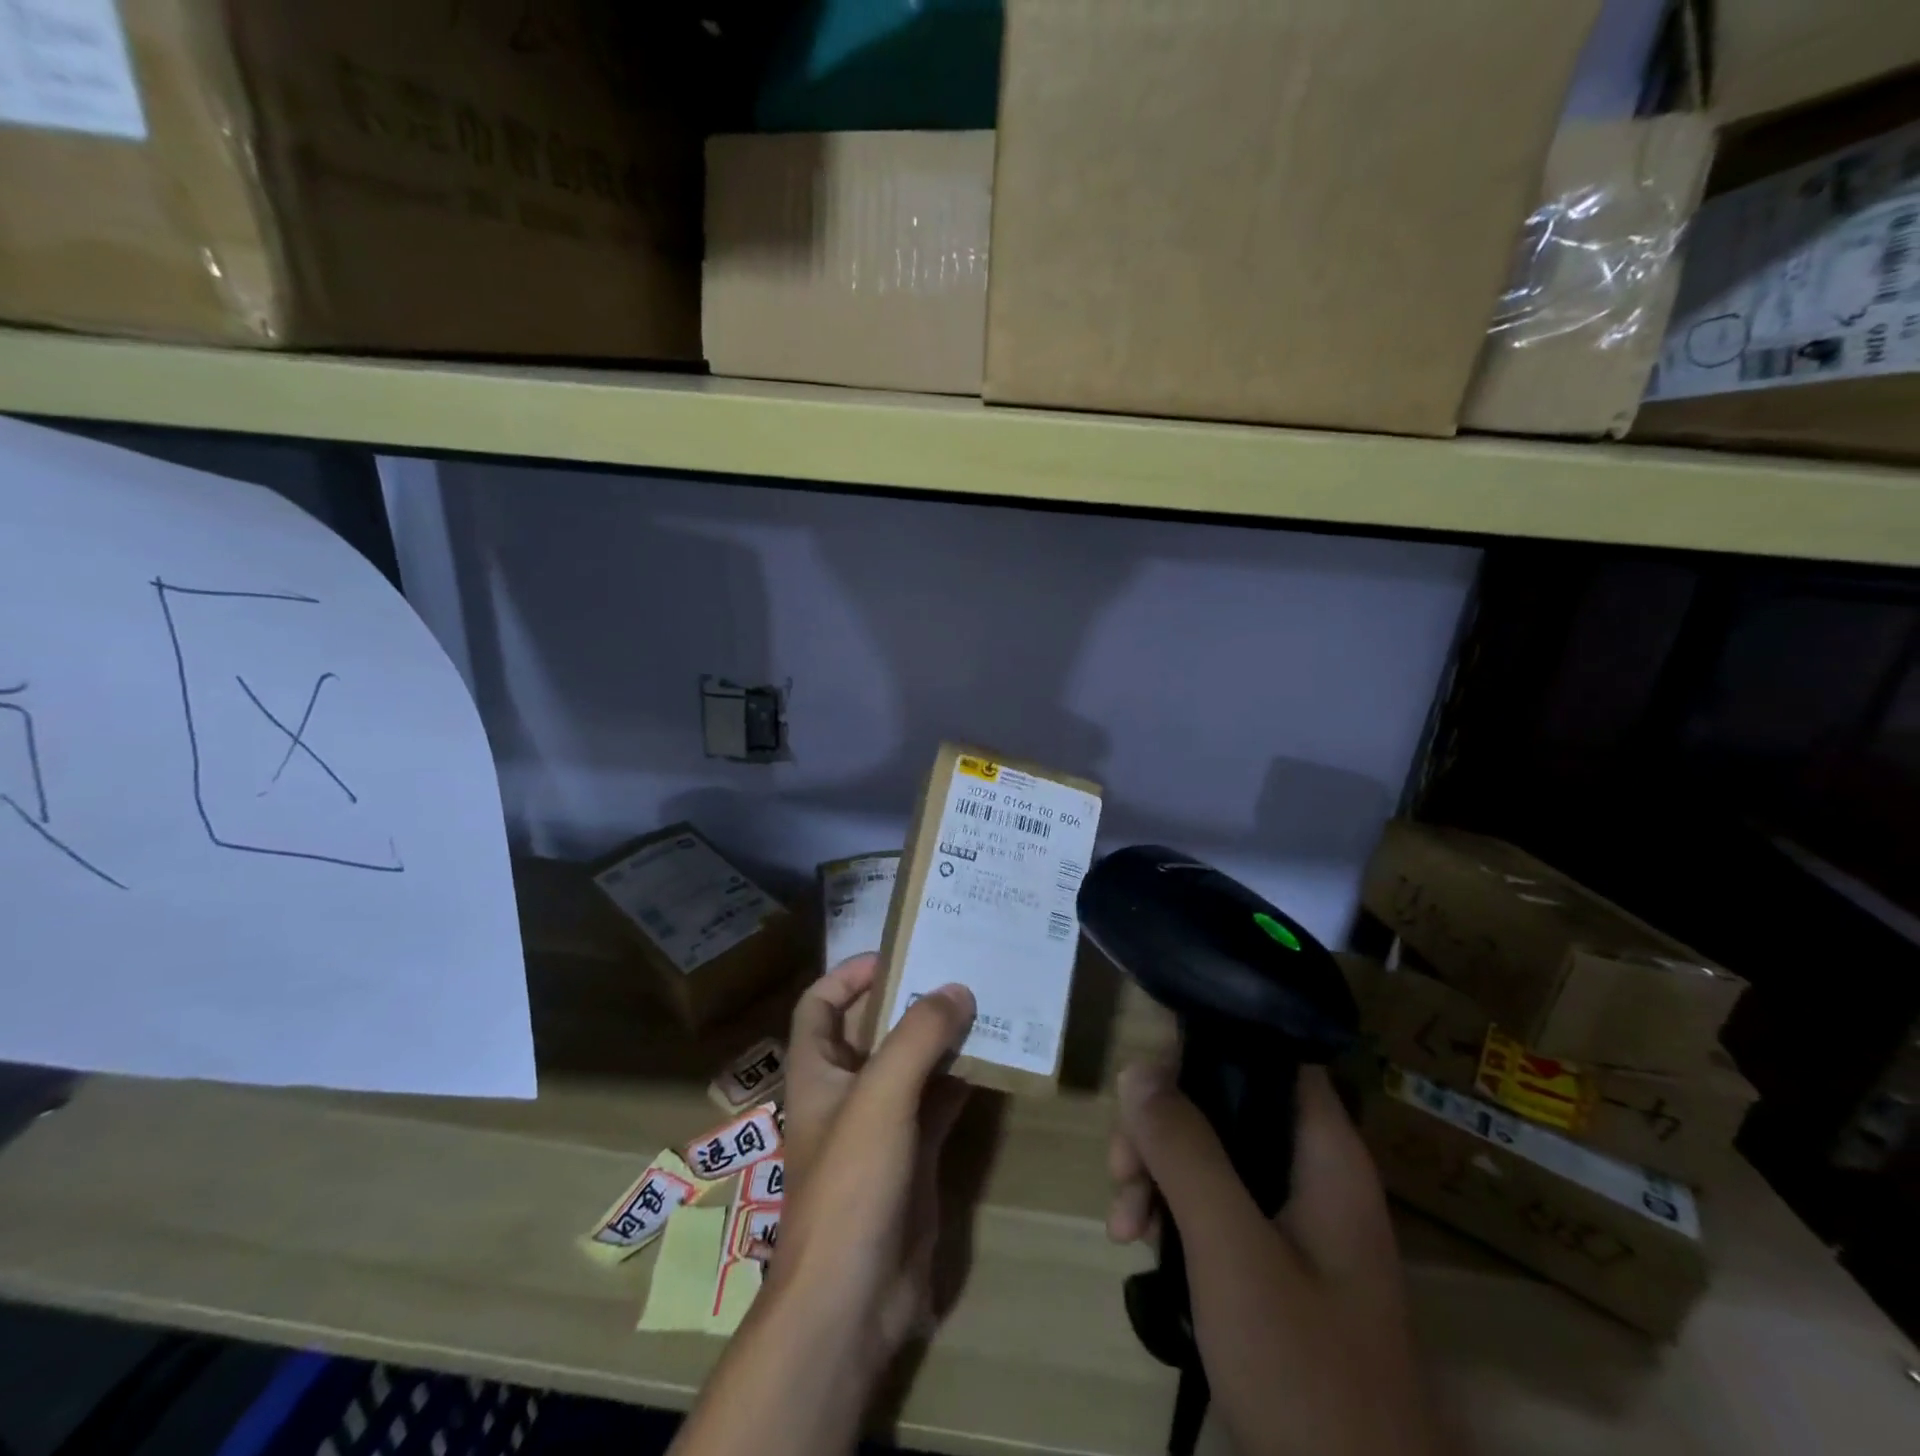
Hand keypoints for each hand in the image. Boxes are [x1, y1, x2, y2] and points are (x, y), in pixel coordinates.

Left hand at [768, 953, 975, 1370]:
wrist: (852, 1301)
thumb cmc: (851, 1184)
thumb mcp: (881, 1096)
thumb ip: (918, 1036)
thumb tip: (956, 988)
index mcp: (817, 1070)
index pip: (820, 1004)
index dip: (850, 974)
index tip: (900, 954)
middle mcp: (846, 1091)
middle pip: (873, 1029)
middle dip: (910, 1000)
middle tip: (959, 968)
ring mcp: (880, 1125)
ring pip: (912, 1065)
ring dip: (943, 1038)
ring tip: (985, 1002)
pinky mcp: (912, 1156)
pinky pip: (938, 1102)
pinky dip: (962, 1080)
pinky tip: (995, 1060)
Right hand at [1109, 1063, 1439, 1455]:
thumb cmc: (1303, 1370)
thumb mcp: (1232, 1251)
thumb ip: (1186, 1152)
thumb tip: (1139, 1068)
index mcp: (1324, 1153)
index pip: (1267, 1054)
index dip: (1205, 1048)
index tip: (1144, 1082)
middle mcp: (1311, 1172)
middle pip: (1223, 1102)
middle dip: (1160, 1127)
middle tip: (1121, 1172)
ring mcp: (1291, 1218)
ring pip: (1208, 1152)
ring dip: (1154, 1173)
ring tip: (1124, 1226)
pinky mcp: (1271, 1258)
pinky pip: (1209, 1201)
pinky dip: (1168, 1212)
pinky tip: (1138, 1245)